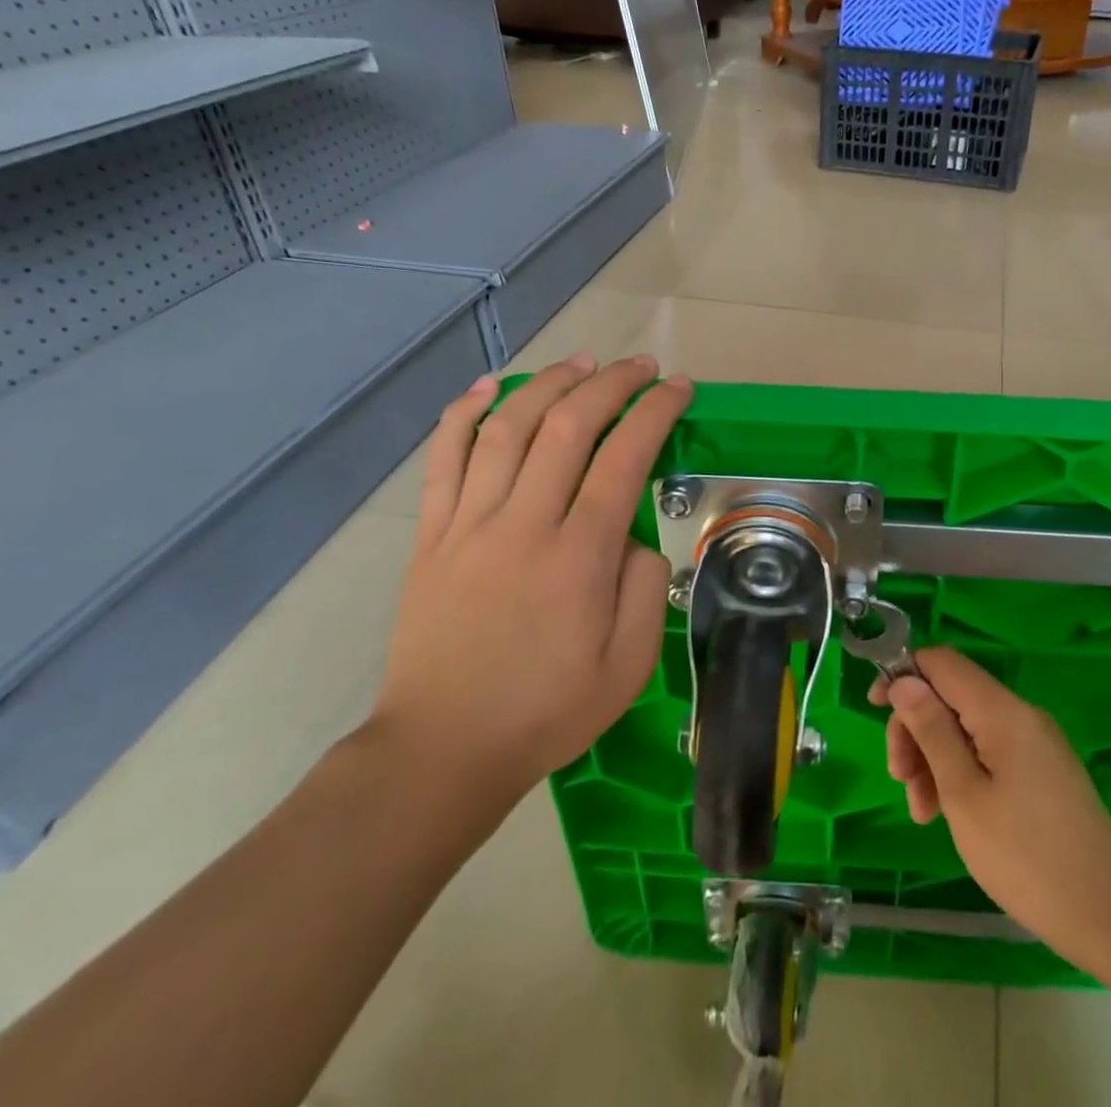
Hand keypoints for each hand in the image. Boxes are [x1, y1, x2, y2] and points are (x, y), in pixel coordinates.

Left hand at [367, 355, 692, 831]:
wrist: (443, 749)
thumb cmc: (548, 710)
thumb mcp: (629, 665)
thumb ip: (646, 589)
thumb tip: (633, 538)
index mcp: (579, 556)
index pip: (625, 457)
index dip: (656, 411)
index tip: (678, 388)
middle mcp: (524, 523)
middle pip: (568, 425)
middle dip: (611, 383)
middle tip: (639, 366)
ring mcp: (469, 524)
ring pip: (508, 427)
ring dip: (548, 383)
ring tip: (580, 362)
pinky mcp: (432, 535)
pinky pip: (444, 458)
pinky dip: (465, 413)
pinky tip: (489, 386)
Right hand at [876, 649, 1110, 973]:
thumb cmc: (1026, 857)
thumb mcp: (964, 794)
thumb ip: (932, 731)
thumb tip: (905, 681)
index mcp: (1003, 711)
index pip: (942, 662)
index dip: (904, 675)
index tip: (877, 711)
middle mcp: (1020, 715)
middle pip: (951, 696)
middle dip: (916, 729)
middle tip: (900, 779)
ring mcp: (1034, 744)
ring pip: (966, 728)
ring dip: (934, 758)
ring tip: (923, 812)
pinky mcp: (1041, 771)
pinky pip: (988, 753)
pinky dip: (960, 774)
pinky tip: (948, 814)